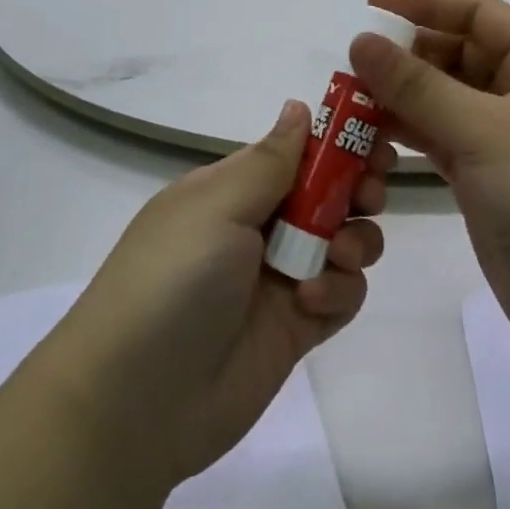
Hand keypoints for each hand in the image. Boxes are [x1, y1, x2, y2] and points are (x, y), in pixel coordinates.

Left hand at [30, 101, 389, 493]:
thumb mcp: (216, 204)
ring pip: (345, 241)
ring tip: (335, 255)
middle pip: (330, 193)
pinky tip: (312, 302)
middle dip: (358, 188)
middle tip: (371, 195)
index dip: (338, 142)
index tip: (374, 140)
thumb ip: (270, 159)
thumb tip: (299, 106)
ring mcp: (281, 278)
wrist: (135, 402)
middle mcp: (261, 226)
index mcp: (236, 189)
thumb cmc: (174, 277)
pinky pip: (342, 294)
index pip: (298, 151)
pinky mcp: (297, 328)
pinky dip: (339, 291)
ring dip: (353, 241)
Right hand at [349, 0, 509, 362]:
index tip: (371, 7)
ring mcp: (504, 140)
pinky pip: (438, 138)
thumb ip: (418, 86)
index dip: (426, 3)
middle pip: (457, 54)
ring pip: (443, 98)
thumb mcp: (485, 133)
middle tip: (354, 64)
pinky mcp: (485, 179)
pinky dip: (407, 131)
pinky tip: (371, 132)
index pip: (479, 14)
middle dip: (407, 54)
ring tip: (351, 98)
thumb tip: (361, 41)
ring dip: (400, 95)